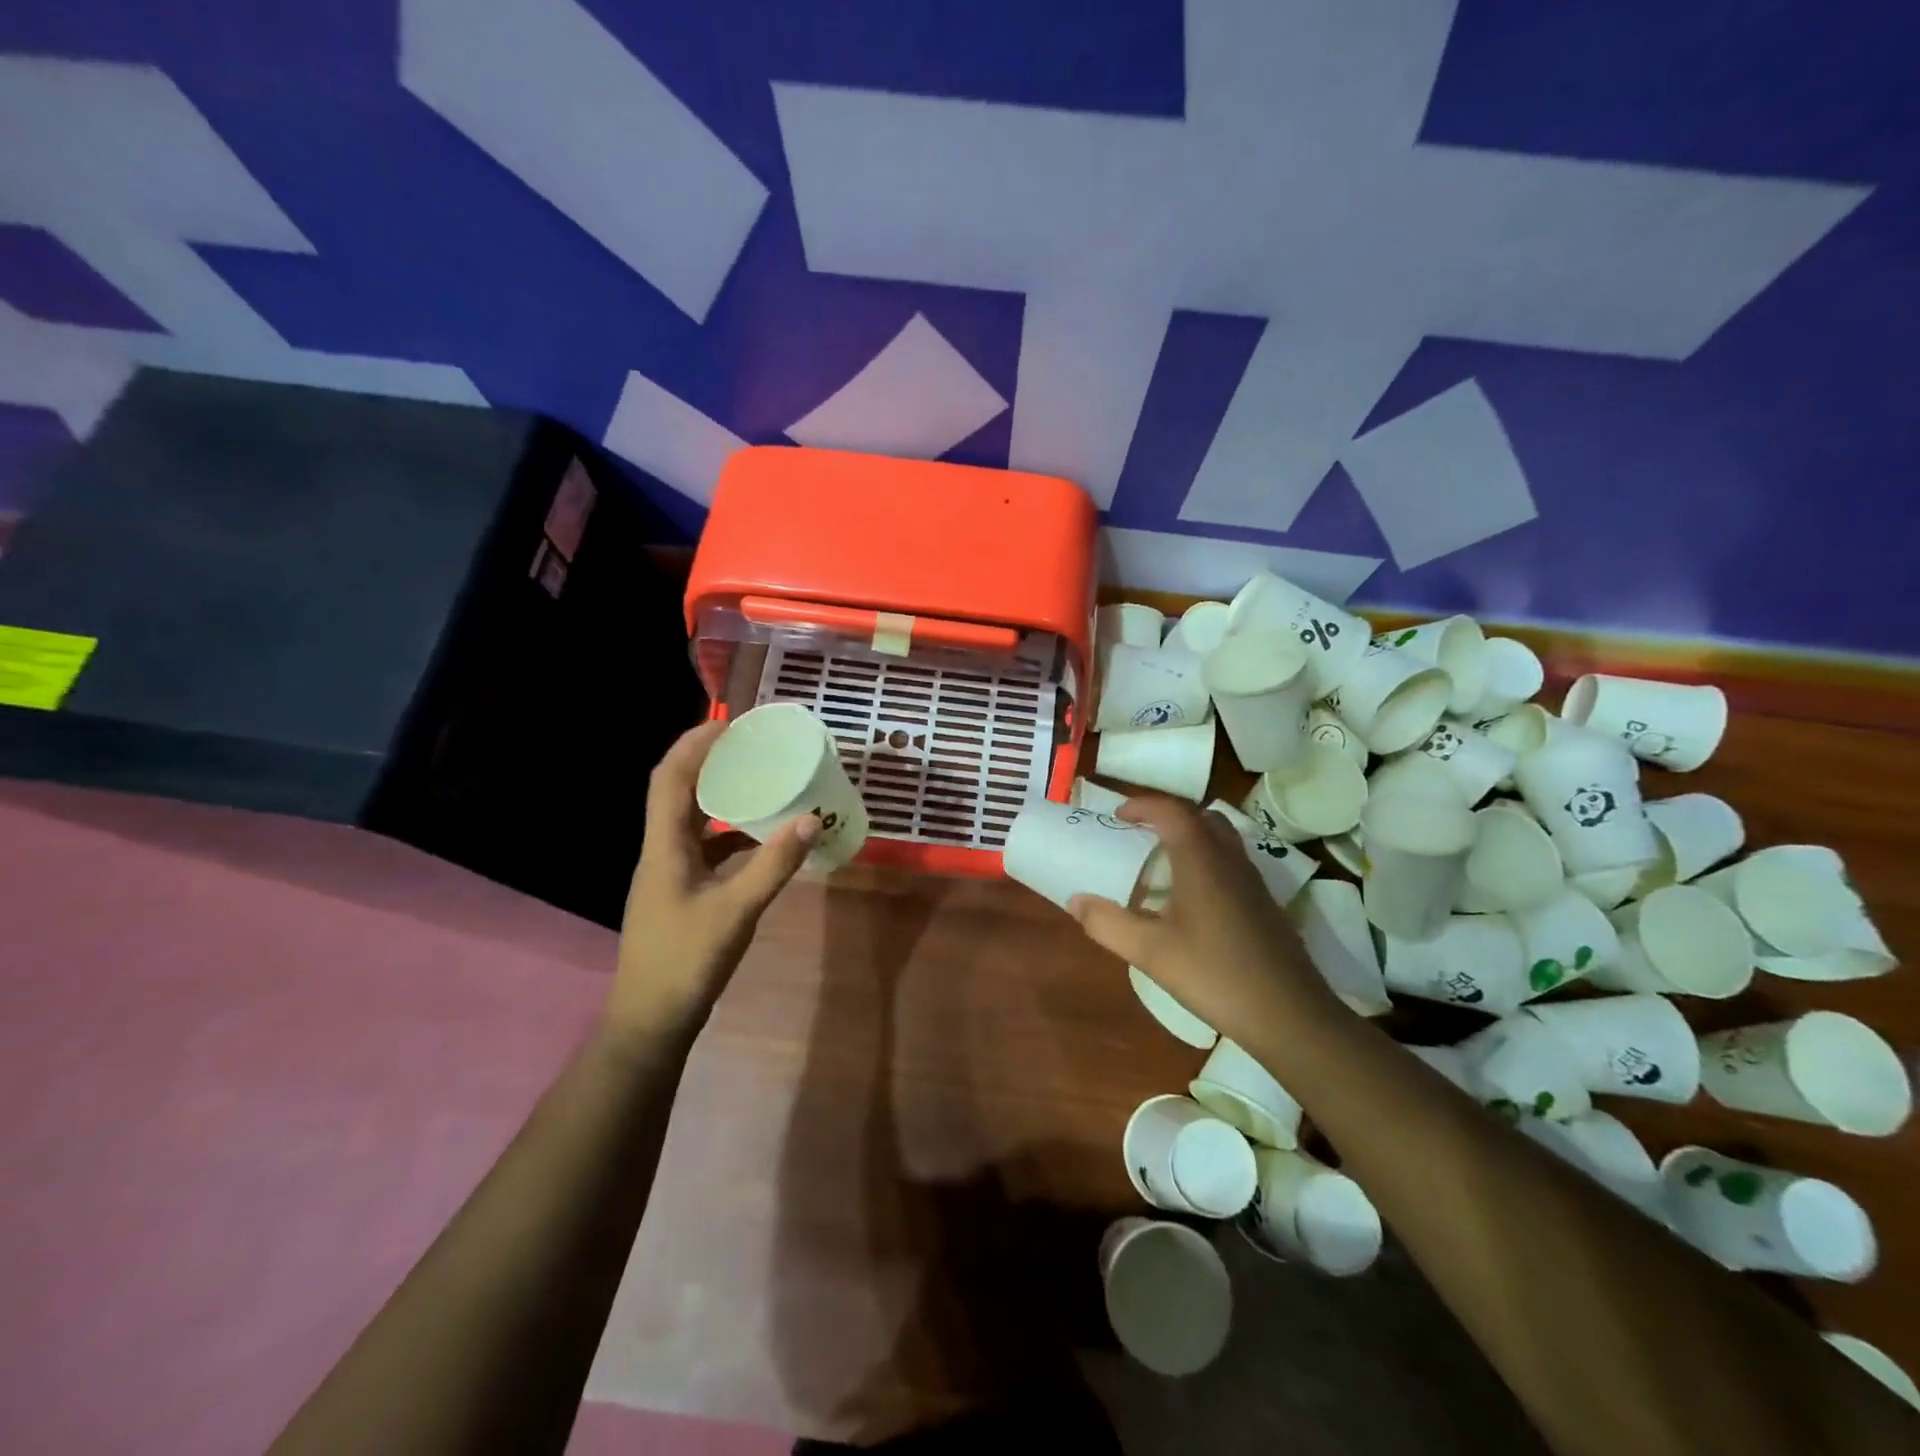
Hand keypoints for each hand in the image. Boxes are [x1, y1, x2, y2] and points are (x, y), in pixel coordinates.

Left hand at [606, 721, 818, 1038]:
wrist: (650, 1021)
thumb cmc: (686, 961)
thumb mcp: (736, 910)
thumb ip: (774, 865)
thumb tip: (810, 819)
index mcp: (664, 846)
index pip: (671, 777)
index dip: (695, 743)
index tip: (730, 722)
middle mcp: (661, 850)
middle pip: (680, 790)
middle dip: (711, 761)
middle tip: (753, 745)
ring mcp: (669, 872)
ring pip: (692, 819)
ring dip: (721, 795)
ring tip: (761, 781)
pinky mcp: (681, 891)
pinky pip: (705, 846)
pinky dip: (730, 832)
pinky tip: (761, 838)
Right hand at [1069, 797, 1338, 1040]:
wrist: (1291, 1016)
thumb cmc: (1215, 975)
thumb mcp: (1151, 953)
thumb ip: (1108, 924)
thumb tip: (1075, 901)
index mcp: (1201, 860)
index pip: (1171, 812)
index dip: (1142, 806)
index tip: (1117, 815)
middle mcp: (1230, 860)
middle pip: (1201, 818)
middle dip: (1168, 817)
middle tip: (1140, 834)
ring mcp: (1254, 882)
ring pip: (1221, 840)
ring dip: (1190, 838)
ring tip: (1162, 864)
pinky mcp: (1266, 905)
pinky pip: (1232, 864)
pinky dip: (1207, 862)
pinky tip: (1192, 902)